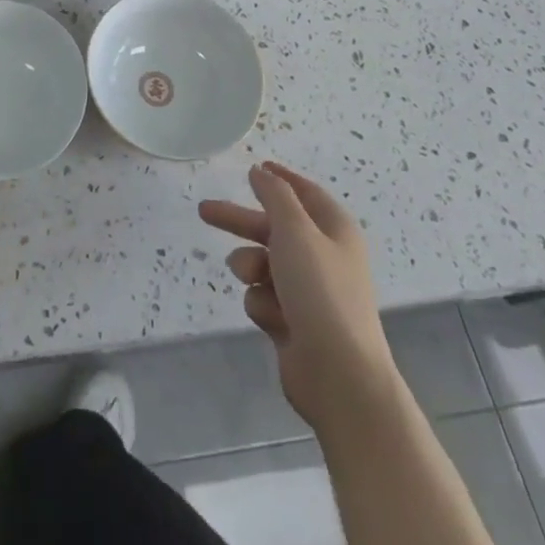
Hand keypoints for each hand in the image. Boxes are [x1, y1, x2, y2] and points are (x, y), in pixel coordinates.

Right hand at [199, 162, 396, 431]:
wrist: (340, 377)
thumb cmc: (320, 291)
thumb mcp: (295, 230)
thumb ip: (275, 195)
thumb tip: (262, 171)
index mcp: (334, 230)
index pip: (305, 193)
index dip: (280, 179)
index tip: (255, 168)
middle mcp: (324, 257)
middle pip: (273, 228)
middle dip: (240, 222)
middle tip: (204, 211)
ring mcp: (310, 293)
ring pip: (263, 264)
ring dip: (250, 266)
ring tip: (249, 276)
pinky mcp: (294, 324)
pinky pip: (264, 298)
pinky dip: (262, 303)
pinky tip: (272, 318)